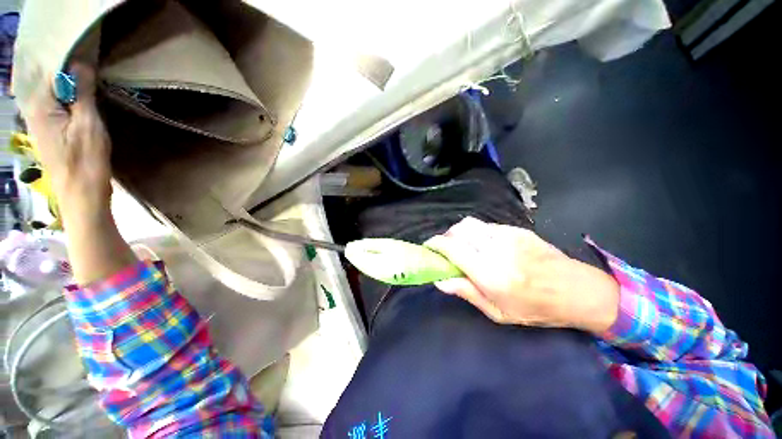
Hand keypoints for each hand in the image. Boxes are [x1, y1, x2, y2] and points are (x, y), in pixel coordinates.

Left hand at [21, 63, 111, 213]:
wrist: (81, 194)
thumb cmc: (85, 161)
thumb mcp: (88, 125)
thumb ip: (82, 93)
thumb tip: (80, 64)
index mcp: (40, 105)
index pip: (48, 69)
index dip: (66, 57)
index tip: (84, 49)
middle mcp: (34, 109)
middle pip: (46, 77)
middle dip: (63, 65)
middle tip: (85, 56)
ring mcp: (39, 120)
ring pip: (49, 89)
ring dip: (64, 79)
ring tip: (83, 70)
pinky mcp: (48, 128)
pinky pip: (53, 101)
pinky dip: (64, 92)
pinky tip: (77, 92)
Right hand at [425, 217, 619, 333]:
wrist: (578, 291)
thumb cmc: (536, 309)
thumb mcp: (498, 312)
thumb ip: (467, 292)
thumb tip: (440, 281)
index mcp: (490, 274)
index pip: (453, 249)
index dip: (436, 244)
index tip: (428, 247)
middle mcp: (496, 250)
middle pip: (459, 230)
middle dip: (446, 237)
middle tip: (445, 249)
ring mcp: (508, 236)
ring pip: (470, 224)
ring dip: (459, 232)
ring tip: (461, 244)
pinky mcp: (516, 229)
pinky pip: (486, 225)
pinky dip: (475, 232)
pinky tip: (482, 243)